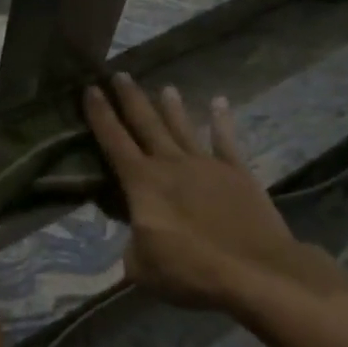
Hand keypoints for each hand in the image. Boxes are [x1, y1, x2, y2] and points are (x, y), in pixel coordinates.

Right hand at [84, 75, 347, 321]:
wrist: (257, 272)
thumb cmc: (192, 271)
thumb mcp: (142, 268)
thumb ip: (132, 248)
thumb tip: (135, 240)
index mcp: (142, 183)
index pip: (113, 141)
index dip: (100, 115)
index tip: (90, 89)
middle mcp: (171, 164)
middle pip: (146, 124)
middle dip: (130, 98)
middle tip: (120, 74)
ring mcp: (206, 166)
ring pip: (183, 127)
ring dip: (172, 107)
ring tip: (164, 87)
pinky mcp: (237, 174)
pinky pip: (226, 141)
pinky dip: (222, 121)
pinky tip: (219, 103)